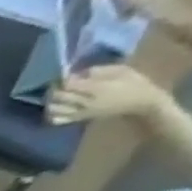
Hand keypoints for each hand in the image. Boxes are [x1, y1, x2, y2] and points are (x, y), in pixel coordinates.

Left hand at [47, 64, 170, 126]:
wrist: (142, 102)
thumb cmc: (134, 83)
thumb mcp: (122, 70)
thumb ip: (99, 70)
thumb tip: (77, 72)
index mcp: (97, 88)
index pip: (69, 84)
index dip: (62, 79)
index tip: (64, 75)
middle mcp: (86, 102)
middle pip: (58, 96)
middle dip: (53, 88)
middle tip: (56, 84)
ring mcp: (81, 112)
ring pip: (53, 109)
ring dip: (49, 101)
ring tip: (56, 95)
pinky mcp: (80, 119)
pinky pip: (57, 120)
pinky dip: (51, 114)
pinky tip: (56, 107)